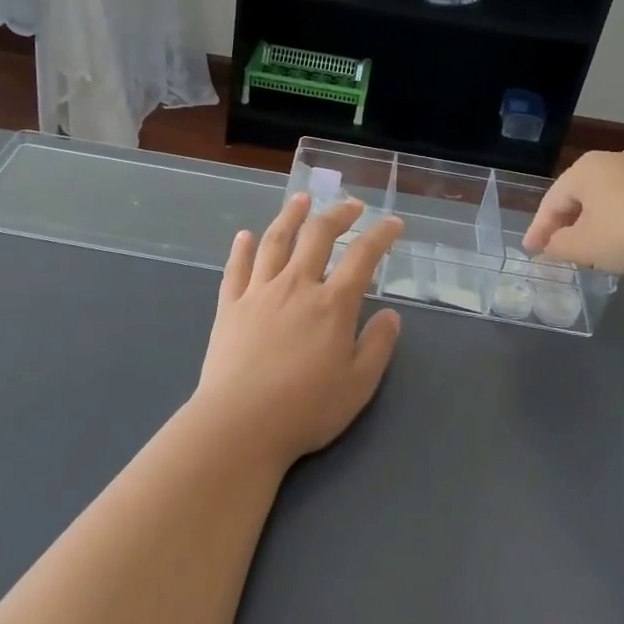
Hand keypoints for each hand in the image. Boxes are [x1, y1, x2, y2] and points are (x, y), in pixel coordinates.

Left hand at [195, 194, 404, 466]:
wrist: (240, 423)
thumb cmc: (305, 409)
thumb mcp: (358, 385)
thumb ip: (377, 345)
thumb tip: (391, 314)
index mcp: (332, 304)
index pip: (362, 257)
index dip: (380, 236)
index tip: (393, 223)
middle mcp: (296, 286)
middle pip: (317, 236)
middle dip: (337, 214)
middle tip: (351, 205)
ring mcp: (259, 292)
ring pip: (275, 241)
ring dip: (290, 216)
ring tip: (301, 200)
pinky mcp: (230, 306)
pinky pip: (236, 268)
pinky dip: (242, 248)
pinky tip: (245, 235)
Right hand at [523, 150, 623, 274]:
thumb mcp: (582, 247)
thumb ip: (558, 246)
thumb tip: (552, 245)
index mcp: (584, 168)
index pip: (552, 201)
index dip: (539, 229)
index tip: (531, 252)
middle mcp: (613, 159)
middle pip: (580, 197)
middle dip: (568, 224)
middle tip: (558, 249)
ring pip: (608, 200)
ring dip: (596, 224)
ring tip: (592, 249)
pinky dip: (623, 222)